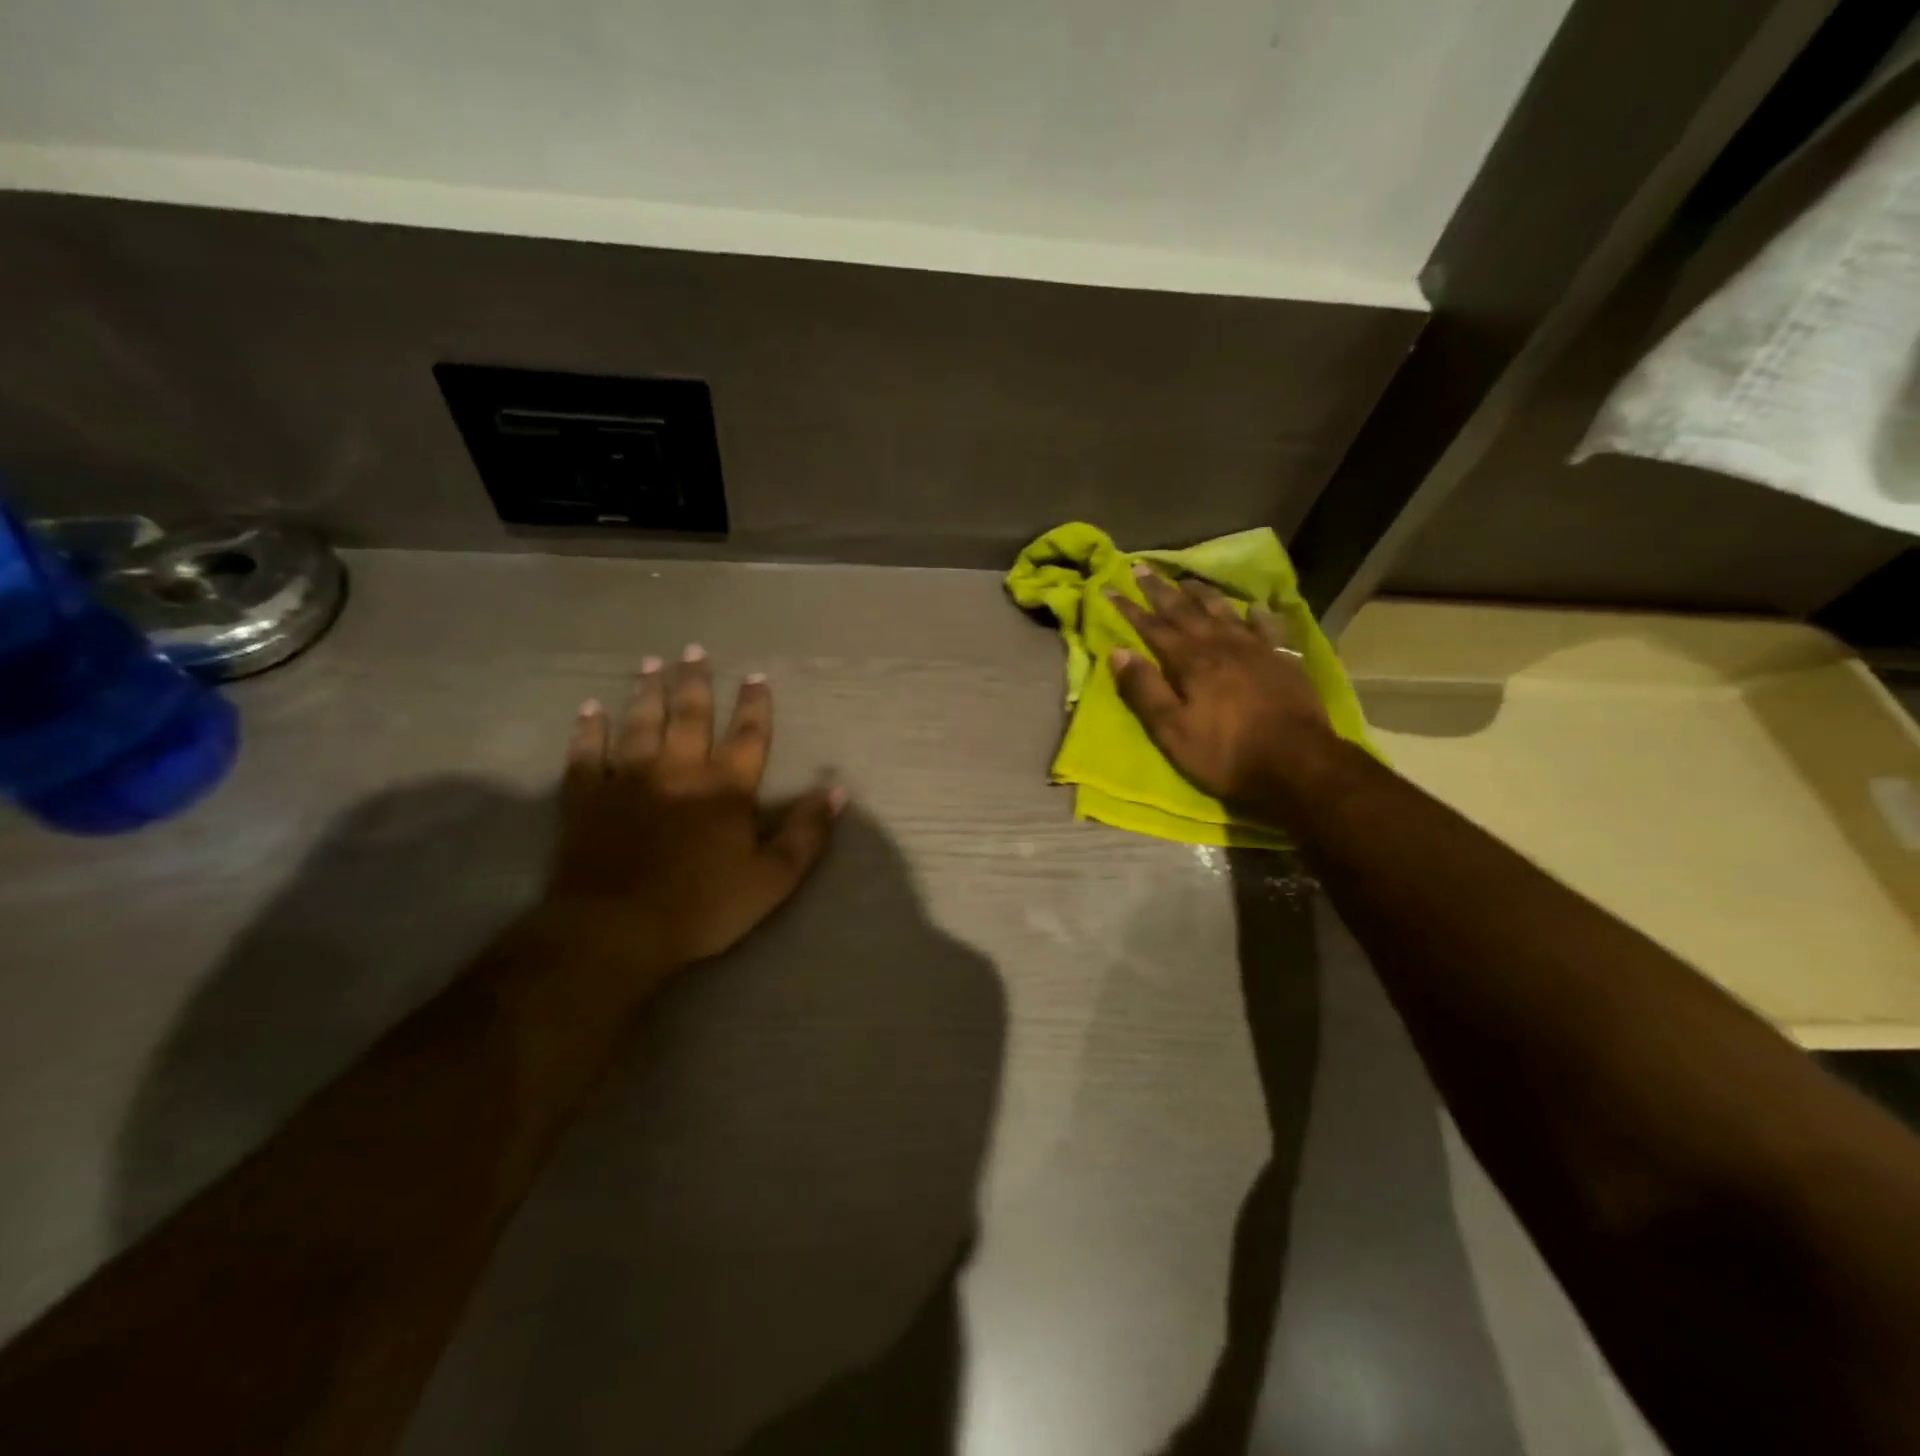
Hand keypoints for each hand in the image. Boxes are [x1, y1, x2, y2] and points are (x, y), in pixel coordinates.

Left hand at [545, 647, 842, 966]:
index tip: (756, 675)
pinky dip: (588, 729)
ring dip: (647, 692)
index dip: (755, 705)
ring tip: (651, 664)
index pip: (748, 736)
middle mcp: (679, 770)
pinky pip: (587, 753)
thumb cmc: (702, 907)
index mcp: (725, 789)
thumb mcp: (772, 879)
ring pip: (640, 724)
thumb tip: (836, 791)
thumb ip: (805, 833)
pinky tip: (590, 708)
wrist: (616, 930)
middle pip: (690, 716)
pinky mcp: (588, 797)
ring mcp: (629, 779)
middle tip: (693, 650)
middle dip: (695, 682)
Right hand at [1109, 566, 1337, 812]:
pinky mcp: (1283, 661)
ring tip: (1189, 580)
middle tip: (1142, 568)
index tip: (1110, 587)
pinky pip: (1268, 629)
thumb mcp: (1172, 730)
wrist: (1296, 763)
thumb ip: (1144, 690)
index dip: (1130, 608)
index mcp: (1190, 662)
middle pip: (1186, 611)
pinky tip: (1254, 607)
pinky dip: (1258, 615)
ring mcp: (1256, 650)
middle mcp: (1221, 645)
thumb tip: (1118, 652)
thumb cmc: (1225, 753)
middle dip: (1161, 590)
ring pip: (1224, 611)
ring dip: (1203, 594)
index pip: (1152, 627)